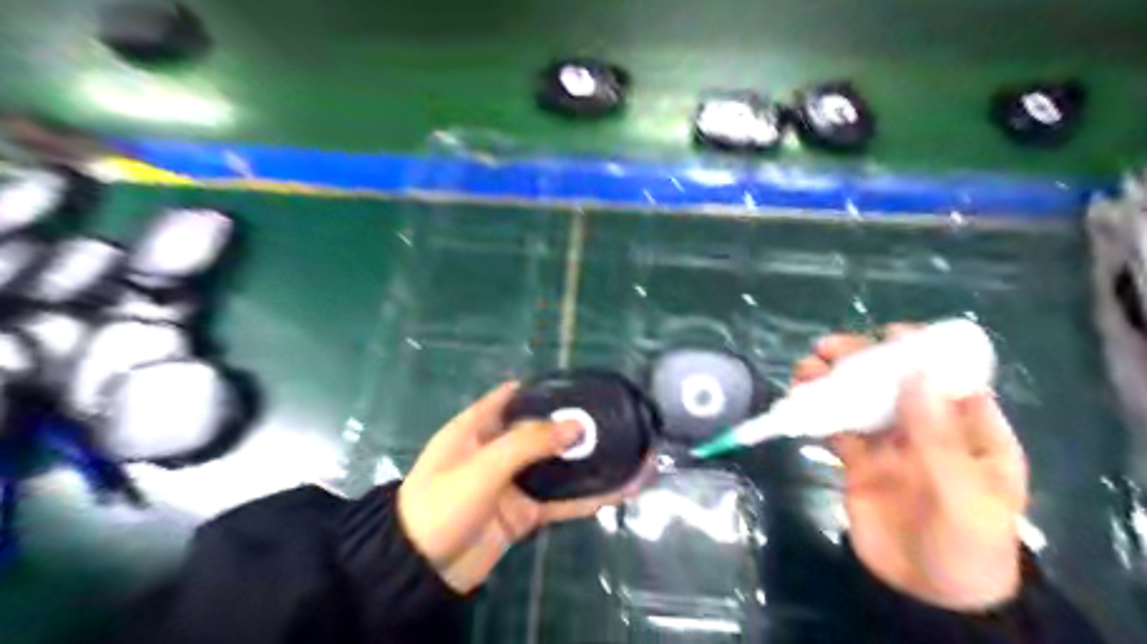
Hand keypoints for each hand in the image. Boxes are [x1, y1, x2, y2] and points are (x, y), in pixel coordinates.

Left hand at [398, 383, 643, 593]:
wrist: (421, 570)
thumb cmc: (442, 502)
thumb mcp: (482, 465)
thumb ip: (529, 443)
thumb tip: (577, 426)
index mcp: (479, 426)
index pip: (513, 396)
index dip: (544, 388)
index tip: (580, 386)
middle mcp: (499, 449)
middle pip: (544, 431)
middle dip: (577, 426)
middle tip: (617, 419)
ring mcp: (514, 482)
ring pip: (558, 467)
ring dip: (590, 463)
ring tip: (630, 452)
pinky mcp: (525, 513)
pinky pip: (562, 501)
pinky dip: (590, 497)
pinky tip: (620, 490)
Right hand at [799, 324, 1030, 611]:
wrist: (927, 596)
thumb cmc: (966, 545)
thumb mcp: (964, 494)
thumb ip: (939, 436)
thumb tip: (914, 373)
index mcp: (970, 430)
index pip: (947, 378)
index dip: (921, 351)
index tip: (890, 333)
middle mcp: (928, 429)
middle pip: (893, 383)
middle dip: (862, 361)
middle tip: (828, 348)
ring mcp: (890, 444)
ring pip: (859, 401)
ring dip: (832, 382)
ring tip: (804, 370)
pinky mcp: (859, 461)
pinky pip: (837, 427)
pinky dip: (818, 411)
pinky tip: (799, 400)